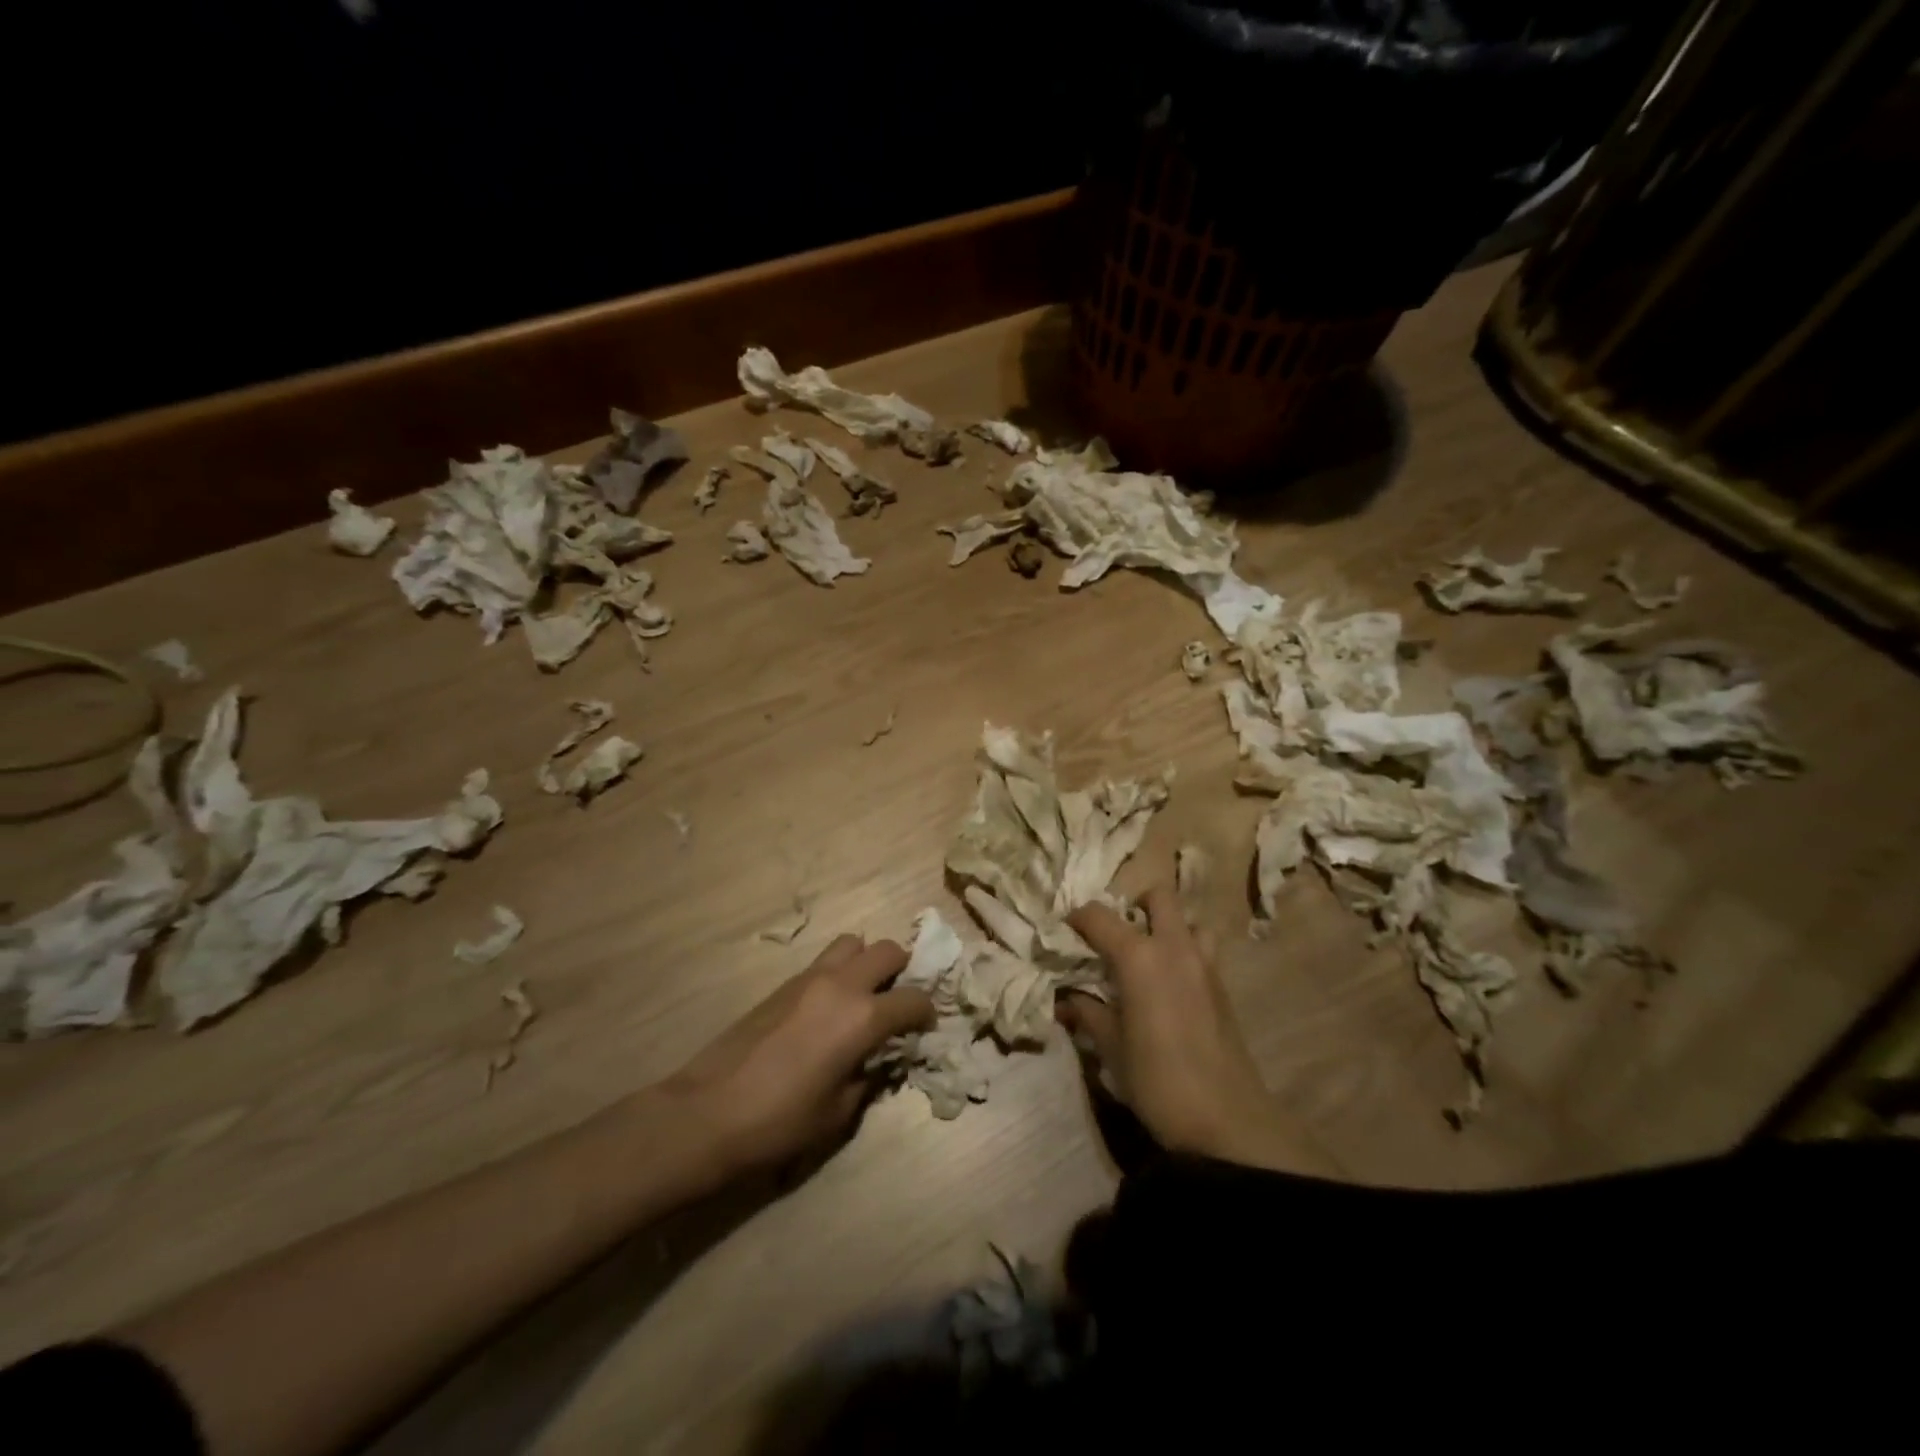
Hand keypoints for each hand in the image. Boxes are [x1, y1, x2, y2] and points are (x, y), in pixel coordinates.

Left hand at [664, 934, 934, 1176]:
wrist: (708, 1112)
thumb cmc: (780, 1122)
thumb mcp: (838, 1112)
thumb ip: (869, 1078)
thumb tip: (880, 1061)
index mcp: (863, 1016)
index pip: (913, 999)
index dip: (926, 1013)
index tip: (925, 1028)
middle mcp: (841, 985)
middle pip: (886, 950)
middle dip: (902, 970)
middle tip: (898, 1000)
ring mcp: (809, 978)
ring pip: (852, 943)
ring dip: (866, 961)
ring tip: (864, 995)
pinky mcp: (783, 984)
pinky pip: (823, 962)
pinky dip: (839, 972)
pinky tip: (830, 1008)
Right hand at [1062, 882, 1326, 1175]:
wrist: (1228, 1122)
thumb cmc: (1158, 1081)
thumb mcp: (1111, 1048)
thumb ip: (1087, 1014)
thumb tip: (1065, 1000)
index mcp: (1139, 956)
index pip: (1099, 915)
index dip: (1076, 919)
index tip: (1062, 933)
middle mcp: (1174, 947)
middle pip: (1158, 896)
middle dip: (1133, 905)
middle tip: (1114, 935)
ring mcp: (1205, 964)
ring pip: (1189, 920)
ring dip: (1168, 926)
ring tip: (1147, 956)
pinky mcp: (1223, 987)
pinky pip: (1203, 950)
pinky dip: (1184, 952)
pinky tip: (1168, 986)